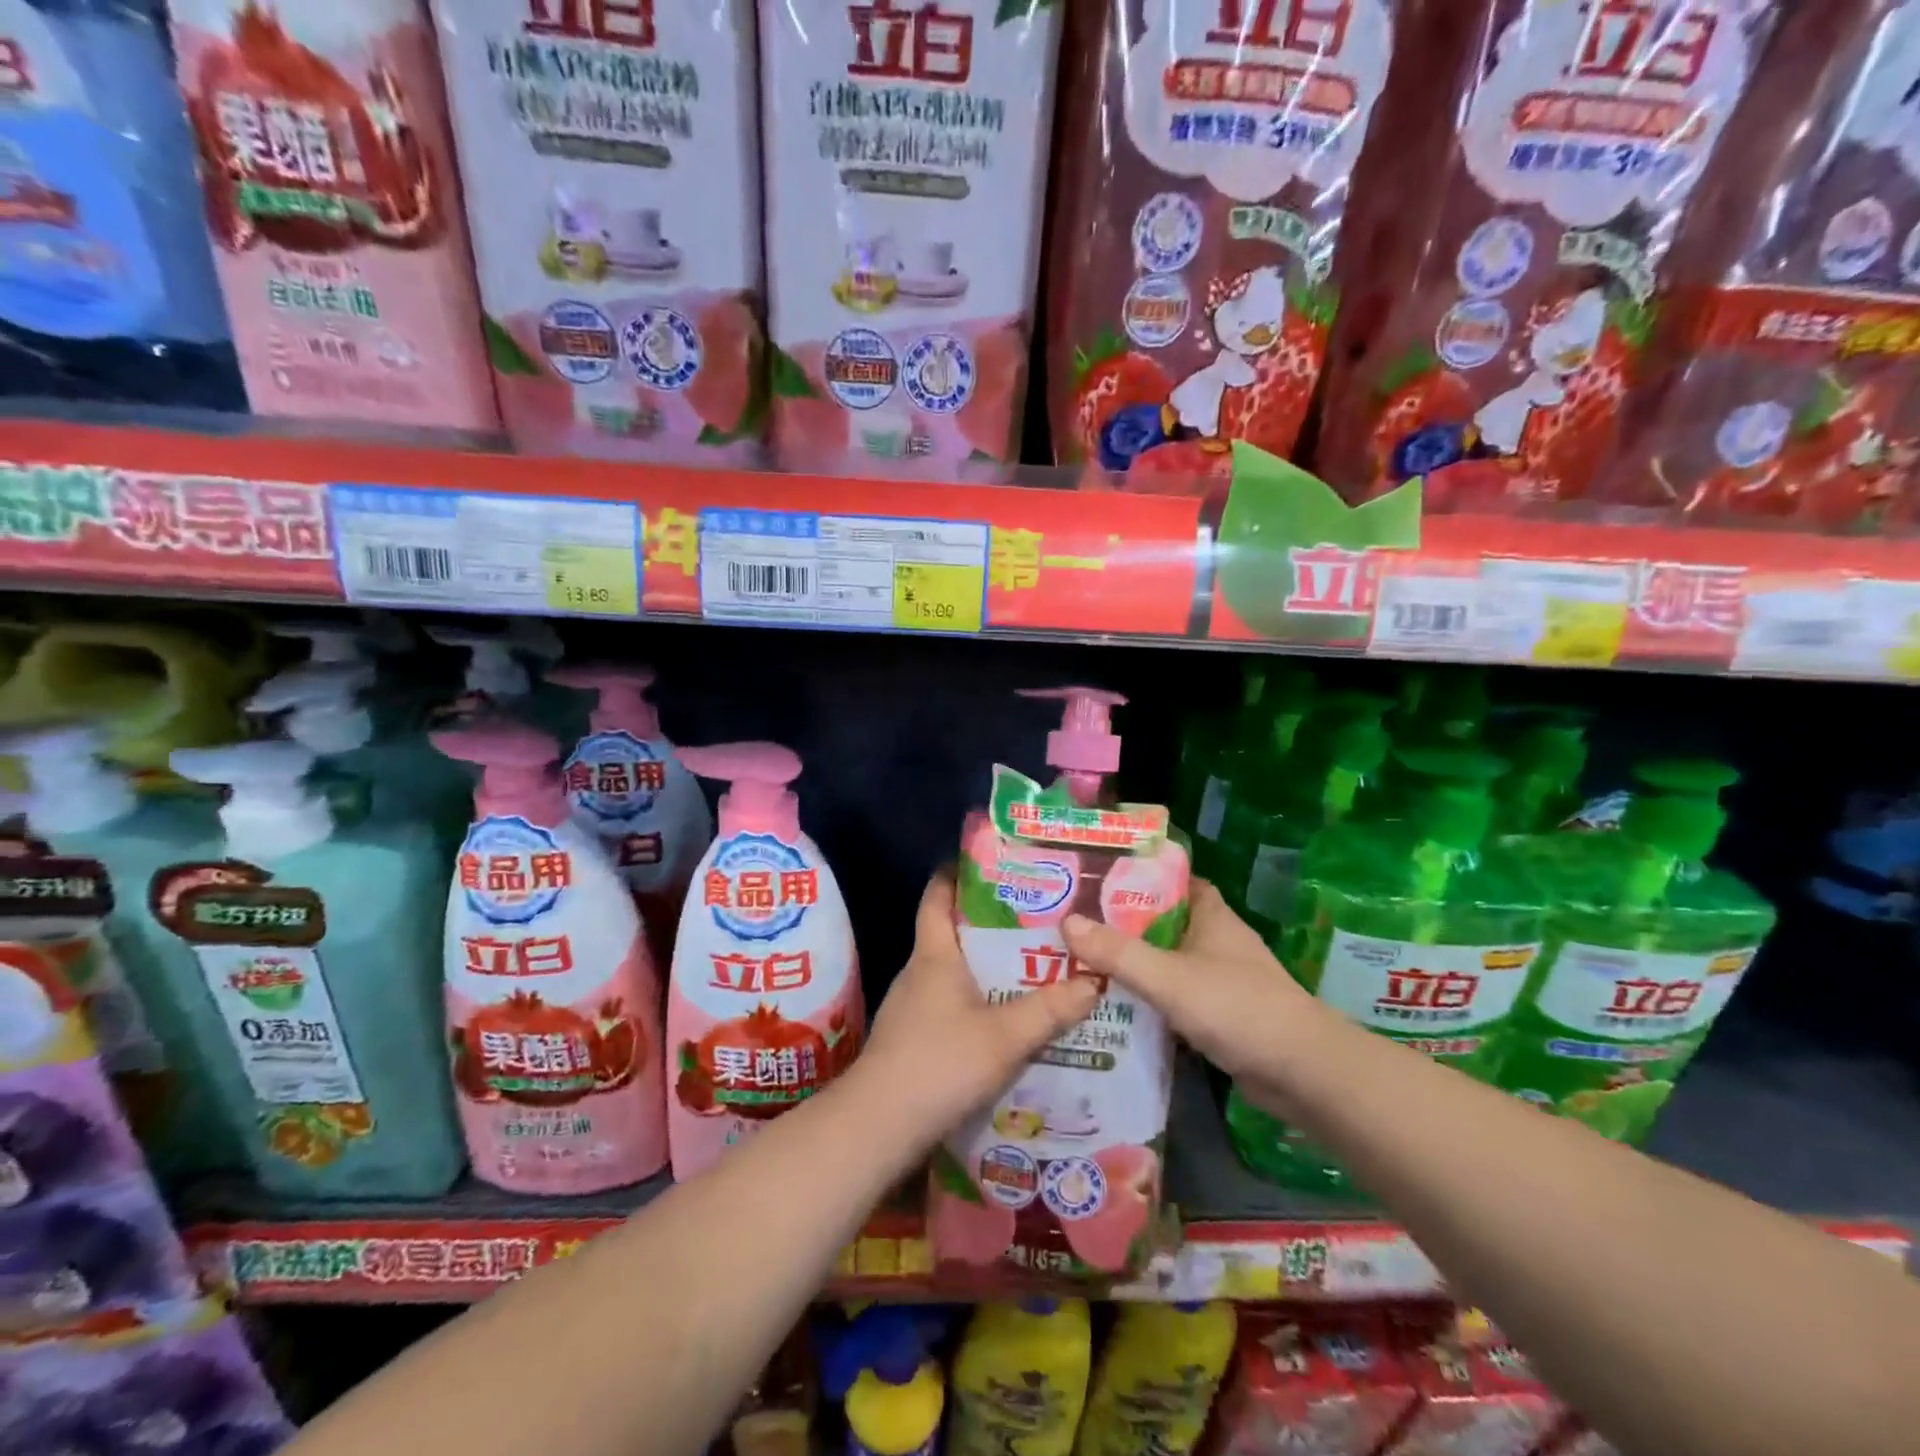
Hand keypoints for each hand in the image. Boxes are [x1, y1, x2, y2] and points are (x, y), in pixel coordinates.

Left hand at [856, 869, 1099, 1148]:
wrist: (879, 1125)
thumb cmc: (941, 1063)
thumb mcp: (1005, 1036)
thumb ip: (1051, 1009)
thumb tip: (1094, 979)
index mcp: (934, 955)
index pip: (937, 897)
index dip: (956, 874)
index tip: (987, 862)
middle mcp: (918, 972)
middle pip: (950, 933)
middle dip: (987, 924)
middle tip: (1034, 920)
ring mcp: (910, 1007)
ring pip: (951, 973)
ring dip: (984, 968)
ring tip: (1029, 969)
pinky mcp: (910, 1038)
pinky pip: (948, 1005)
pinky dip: (975, 1003)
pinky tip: (1002, 1022)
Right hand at [1063, 880, 1314, 1093]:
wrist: (1304, 1074)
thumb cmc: (1237, 1007)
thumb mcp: (1169, 977)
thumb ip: (1118, 953)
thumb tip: (1066, 922)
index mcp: (1211, 915)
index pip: (1171, 880)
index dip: (1136, 875)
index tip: (1095, 879)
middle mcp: (1216, 940)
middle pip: (1163, 922)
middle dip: (1123, 923)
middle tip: (1075, 924)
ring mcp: (1221, 978)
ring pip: (1168, 961)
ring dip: (1135, 963)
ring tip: (1084, 962)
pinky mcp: (1222, 1014)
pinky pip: (1177, 996)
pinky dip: (1151, 998)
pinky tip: (1117, 1006)